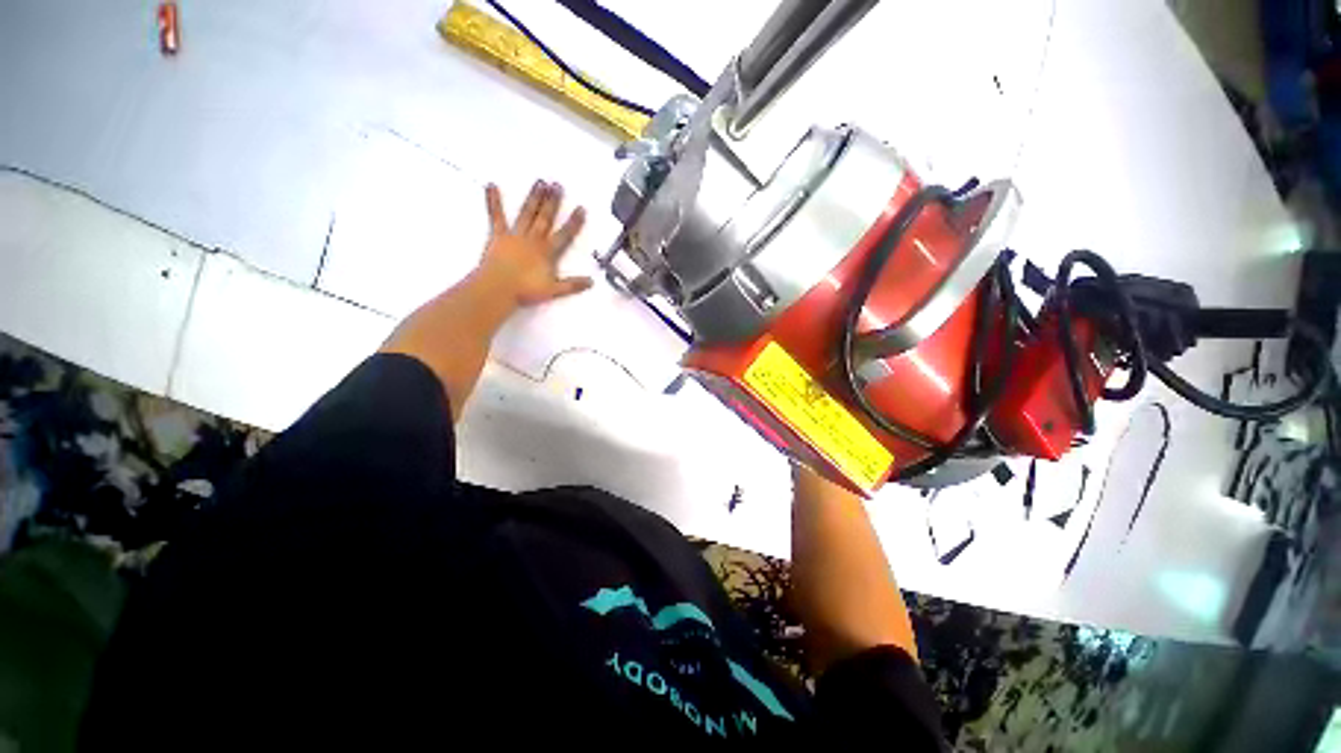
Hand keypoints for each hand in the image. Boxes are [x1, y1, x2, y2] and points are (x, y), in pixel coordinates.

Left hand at [479, 181, 591, 307]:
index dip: (574, 222)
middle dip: (553, 202)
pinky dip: (493, 201)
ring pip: (527, 213)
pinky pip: (496, 216)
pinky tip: (491, 185)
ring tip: (540, 182)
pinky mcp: (498, 235)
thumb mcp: (553, 290)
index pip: (564, 235)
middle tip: (558, 184)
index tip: (581, 208)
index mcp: (547, 252)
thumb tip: (592, 282)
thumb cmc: (526, 290)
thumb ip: (572, 285)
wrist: (499, 288)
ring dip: (534, 198)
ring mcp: (515, 235)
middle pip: (545, 218)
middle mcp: (534, 239)